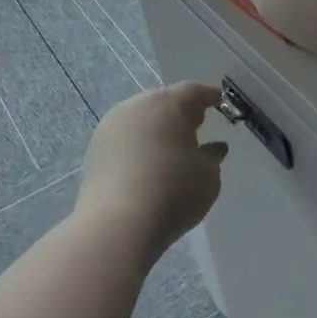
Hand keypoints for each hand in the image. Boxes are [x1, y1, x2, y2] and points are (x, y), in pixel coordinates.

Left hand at [78, 81, 227, 260]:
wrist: (117, 225)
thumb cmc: (173, 192)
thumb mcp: (208, 175)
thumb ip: (212, 157)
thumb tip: (212, 148)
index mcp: (168, 103)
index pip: (194, 91)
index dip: (210, 97)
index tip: (221, 104)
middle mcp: (137, 106)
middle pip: (164, 102)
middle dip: (181, 112)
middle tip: (197, 126)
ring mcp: (111, 126)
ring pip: (142, 119)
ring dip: (158, 128)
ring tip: (173, 148)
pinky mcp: (95, 150)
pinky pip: (126, 138)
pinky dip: (140, 145)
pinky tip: (149, 163)